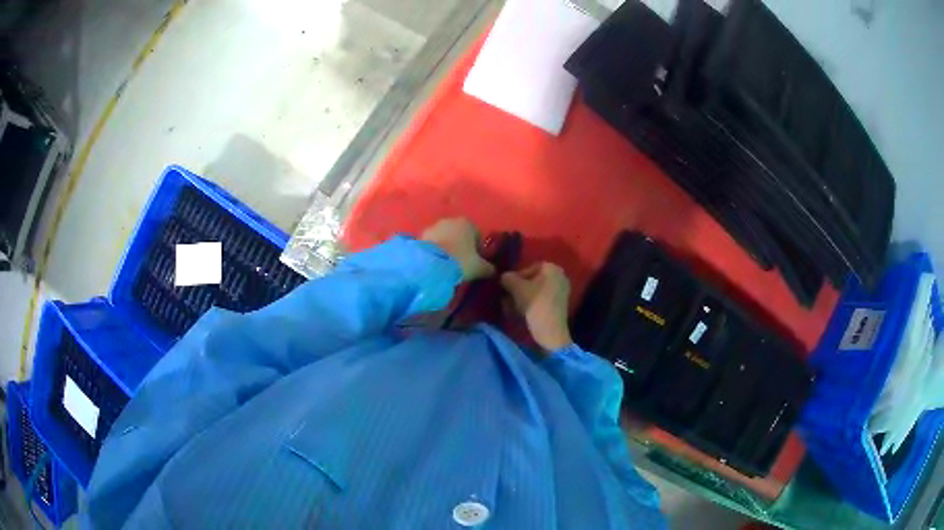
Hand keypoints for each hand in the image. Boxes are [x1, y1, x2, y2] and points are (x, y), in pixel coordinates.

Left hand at [421, 218, 494, 280]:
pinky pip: (433, 243)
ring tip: (448, 265)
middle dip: (462, 246)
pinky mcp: (421, 235)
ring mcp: (434, 226)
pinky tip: (436, 263)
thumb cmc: (460, 261)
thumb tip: (493, 270)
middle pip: (460, 234)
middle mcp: (450, 220)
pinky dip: (436, 251)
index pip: (478, 235)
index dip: (479, 249)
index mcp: (467, 223)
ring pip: (445, 238)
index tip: (477, 262)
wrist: (430, 265)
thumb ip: (488, 268)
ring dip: (447, 248)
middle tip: (462, 263)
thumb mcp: (479, 268)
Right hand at [501, 263, 573, 351]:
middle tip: (507, 299)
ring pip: (535, 291)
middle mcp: (560, 276)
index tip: (507, 289)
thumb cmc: (534, 304)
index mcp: (552, 268)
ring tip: (511, 308)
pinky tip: (521, 313)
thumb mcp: (516, 288)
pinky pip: (542, 299)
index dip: (515, 278)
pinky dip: (531, 304)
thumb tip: (503, 277)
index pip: (528, 268)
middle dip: (518, 289)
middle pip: (532, 280)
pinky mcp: (559, 304)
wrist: (550, 330)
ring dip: (522, 298)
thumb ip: (507, 278)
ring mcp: (561, 291)